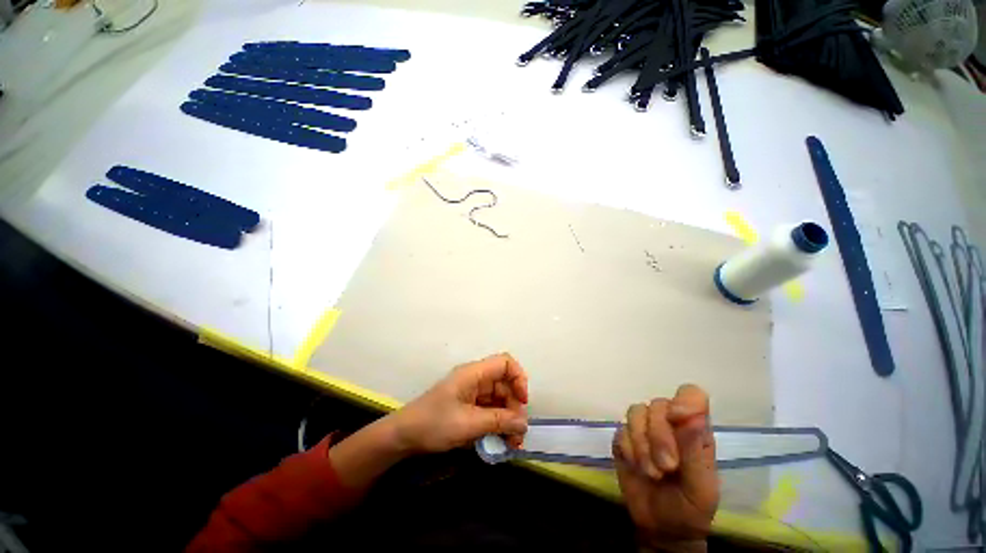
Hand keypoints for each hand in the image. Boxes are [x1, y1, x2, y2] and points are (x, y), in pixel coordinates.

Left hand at [391, 353, 528, 453]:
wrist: (403, 436)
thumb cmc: (434, 424)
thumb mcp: (469, 424)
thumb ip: (499, 421)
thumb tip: (524, 423)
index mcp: (474, 373)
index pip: (505, 363)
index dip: (518, 378)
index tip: (522, 401)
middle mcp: (475, 379)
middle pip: (504, 384)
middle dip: (514, 407)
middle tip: (517, 434)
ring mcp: (472, 392)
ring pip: (499, 399)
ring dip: (508, 419)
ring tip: (511, 443)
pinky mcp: (468, 406)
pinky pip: (490, 409)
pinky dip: (497, 423)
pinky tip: (500, 441)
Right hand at [613, 385, 718, 550]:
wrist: (661, 528)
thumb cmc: (690, 508)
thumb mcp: (701, 487)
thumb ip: (696, 450)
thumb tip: (695, 414)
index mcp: (695, 430)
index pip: (691, 395)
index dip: (683, 400)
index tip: (676, 418)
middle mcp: (669, 423)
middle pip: (657, 405)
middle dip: (659, 437)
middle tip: (666, 467)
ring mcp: (644, 429)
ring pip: (636, 412)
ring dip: (642, 444)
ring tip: (651, 471)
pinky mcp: (625, 438)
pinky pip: (621, 430)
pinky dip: (628, 450)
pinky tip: (636, 466)